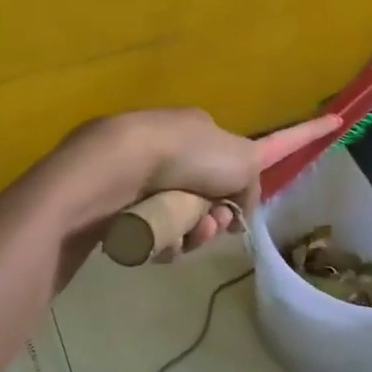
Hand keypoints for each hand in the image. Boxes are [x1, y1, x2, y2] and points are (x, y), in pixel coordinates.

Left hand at [56, 108, 261, 251]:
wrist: (121, 164)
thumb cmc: (188, 155)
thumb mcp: (243, 159)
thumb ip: (254, 181)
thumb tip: (239, 210)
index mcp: (195, 129)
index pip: (222, 168)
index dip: (231, 196)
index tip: (233, 215)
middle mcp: (166, 149)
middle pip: (200, 200)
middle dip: (211, 221)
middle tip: (209, 226)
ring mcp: (139, 176)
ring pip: (176, 220)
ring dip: (189, 235)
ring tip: (185, 237)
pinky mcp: (117, 202)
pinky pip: (149, 232)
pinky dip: (160, 241)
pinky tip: (160, 242)